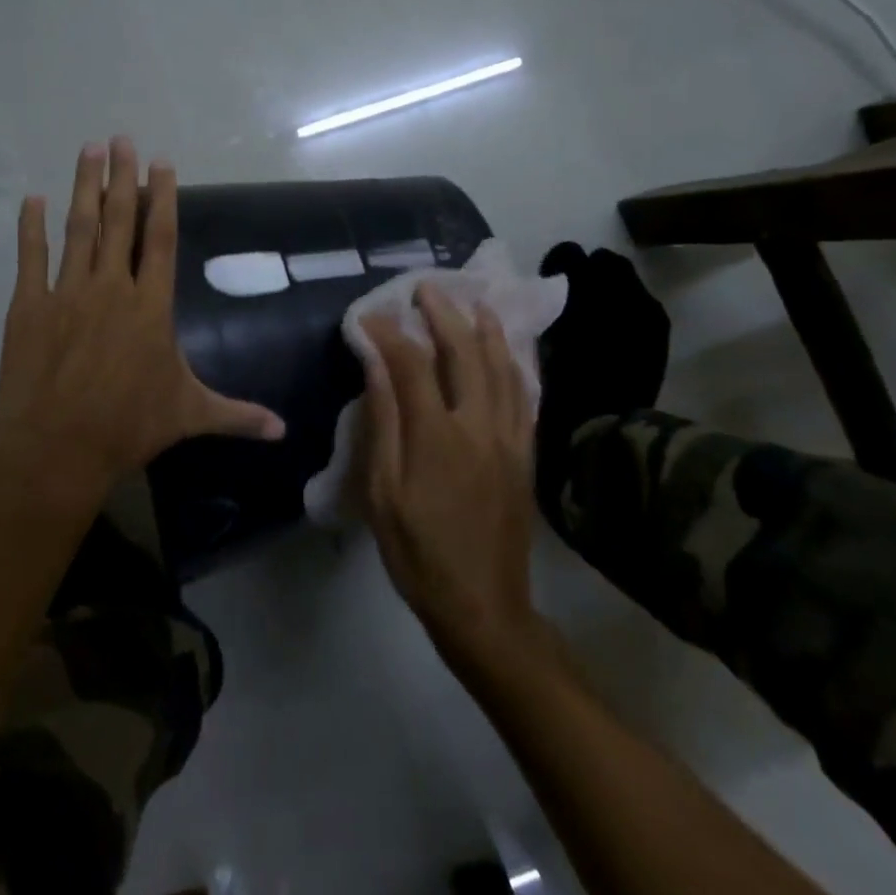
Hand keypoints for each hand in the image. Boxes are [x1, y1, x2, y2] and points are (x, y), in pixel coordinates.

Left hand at [0, 138, 283, 507]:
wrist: (59, 449)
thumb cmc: (130, 427)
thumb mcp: (190, 416)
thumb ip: (238, 415)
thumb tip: (283, 431)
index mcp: (151, 305)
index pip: (159, 238)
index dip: (161, 198)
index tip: (160, 163)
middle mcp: (111, 288)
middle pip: (118, 221)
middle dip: (120, 177)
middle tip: (119, 139)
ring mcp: (67, 294)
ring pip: (78, 229)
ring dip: (83, 188)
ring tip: (88, 151)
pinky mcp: (29, 308)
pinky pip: (31, 259)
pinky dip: (30, 228)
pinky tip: (32, 199)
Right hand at [357, 287, 538, 660]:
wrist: (484, 605)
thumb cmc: (419, 551)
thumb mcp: (383, 492)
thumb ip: (384, 422)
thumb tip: (376, 364)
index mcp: (437, 435)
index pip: (411, 363)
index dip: (388, 333)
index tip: (369, 316)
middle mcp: (479, 424)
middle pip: (464, 353)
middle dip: (443, 315)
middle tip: (426, 289)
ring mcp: (510, 438)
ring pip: (502, 368)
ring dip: (486, 330)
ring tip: (475, 302)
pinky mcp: (526, 454)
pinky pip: (525, 396)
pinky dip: (515, 365)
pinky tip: (509, 352)